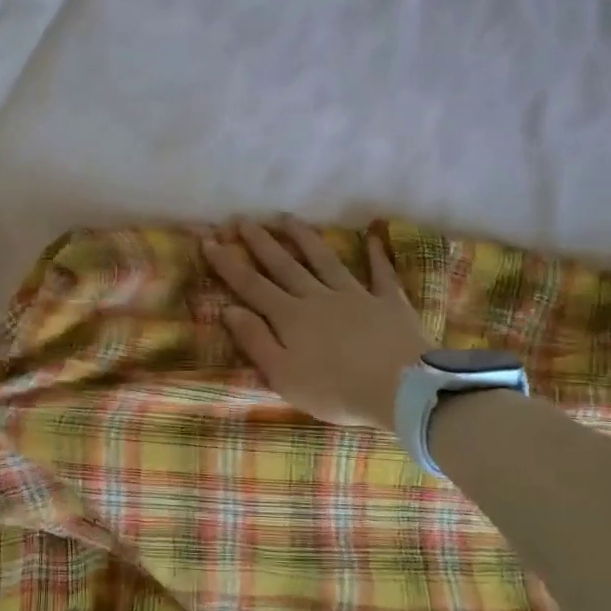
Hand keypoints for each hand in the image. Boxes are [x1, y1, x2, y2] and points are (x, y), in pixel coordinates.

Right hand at [202, 219, 431, 430]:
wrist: (401, 389)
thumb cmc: (335, 390)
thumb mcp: (283, 375)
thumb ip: (256, 340)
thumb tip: (228, 309)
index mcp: (290, 317)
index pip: (251, 285)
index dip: (228, 264)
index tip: (209, 242)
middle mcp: (318, 297)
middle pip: (284, 265)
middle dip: (261, 242)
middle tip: (243, 220)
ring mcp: (355, 295)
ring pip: (324, 260)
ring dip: (304, 238)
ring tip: (288, 219)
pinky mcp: (388, 302)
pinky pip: (380, 274)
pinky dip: (376, 255)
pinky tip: (372, 238)